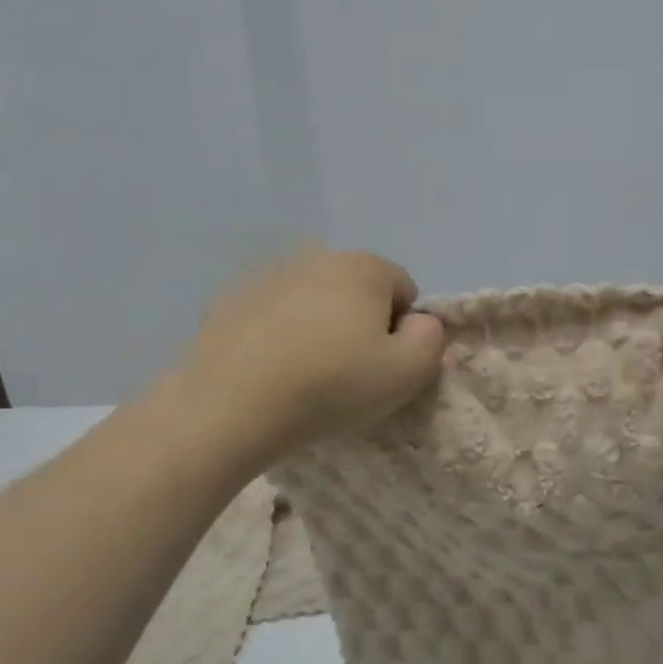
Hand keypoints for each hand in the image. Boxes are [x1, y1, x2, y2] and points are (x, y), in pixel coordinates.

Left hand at [179, 247, 445, 456]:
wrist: (230, 406)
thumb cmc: (332, 386)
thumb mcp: (409, 372)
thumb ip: (432, 339)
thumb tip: (420, 323)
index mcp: (364, 267)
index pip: (404, 290)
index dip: (403, 330)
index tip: (383, 365)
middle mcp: (317, 258)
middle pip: (357, 292)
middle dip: (360, 324)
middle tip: (347, 374)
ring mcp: (268, 277)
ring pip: (313, 303)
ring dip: (319, 329)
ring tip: (305, 376)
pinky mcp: (229, 301)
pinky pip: (272, 317)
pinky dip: (278, 336)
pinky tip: (269, 372)